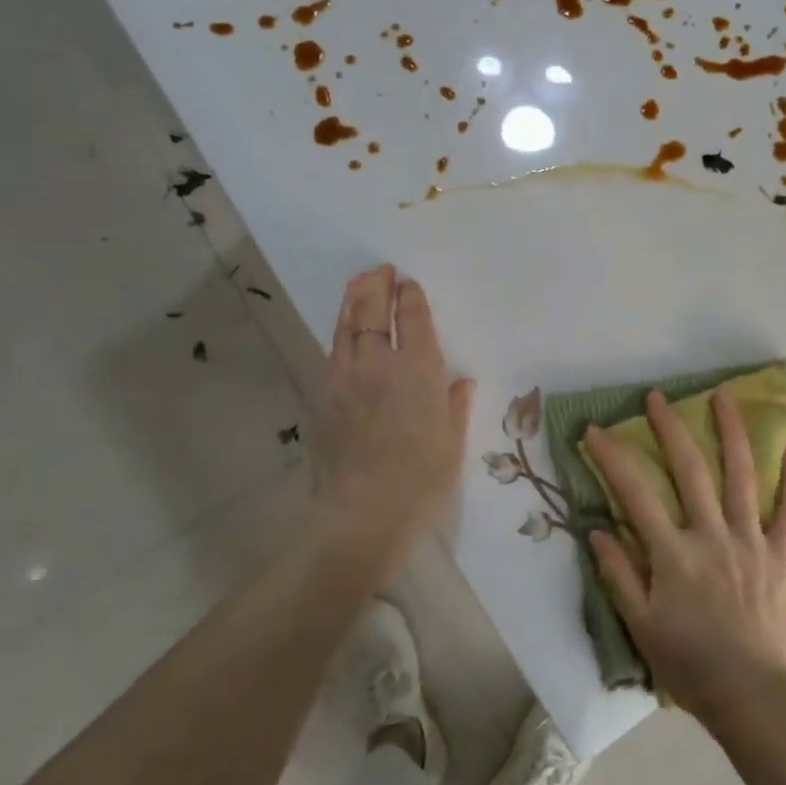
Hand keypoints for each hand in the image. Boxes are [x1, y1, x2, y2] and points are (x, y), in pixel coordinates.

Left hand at [309, 265, 472, 572]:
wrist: (361, 514)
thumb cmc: (420, 481)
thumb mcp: (452, 444)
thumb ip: (455, 407)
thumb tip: (460, 383)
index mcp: (418, 371)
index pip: (412, 320)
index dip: (410, 298)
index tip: (409, 283)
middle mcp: (379, 365)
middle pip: (372, 313)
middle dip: (376, 287)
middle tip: (380, 270)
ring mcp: (346, 380)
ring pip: (346, 328)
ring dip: (352, 302)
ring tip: (358, 285)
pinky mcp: (325, 399)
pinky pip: (334, 353)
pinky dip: (340, 333)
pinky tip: (344, 332)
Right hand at [583, 389, 785, 726]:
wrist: (753, 697)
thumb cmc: (691, 665)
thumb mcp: (641, 627)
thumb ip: (618, 576)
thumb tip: (596, 529)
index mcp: (673, 555)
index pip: (635, 495)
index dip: (612, 459)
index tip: (595, 431)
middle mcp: (712, 536)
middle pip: (690, 471)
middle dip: (670, 429)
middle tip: (657, 397)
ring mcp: (751, 541)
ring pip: (741, 476)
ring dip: (731, 433)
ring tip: (724, 396)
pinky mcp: (780, 555)